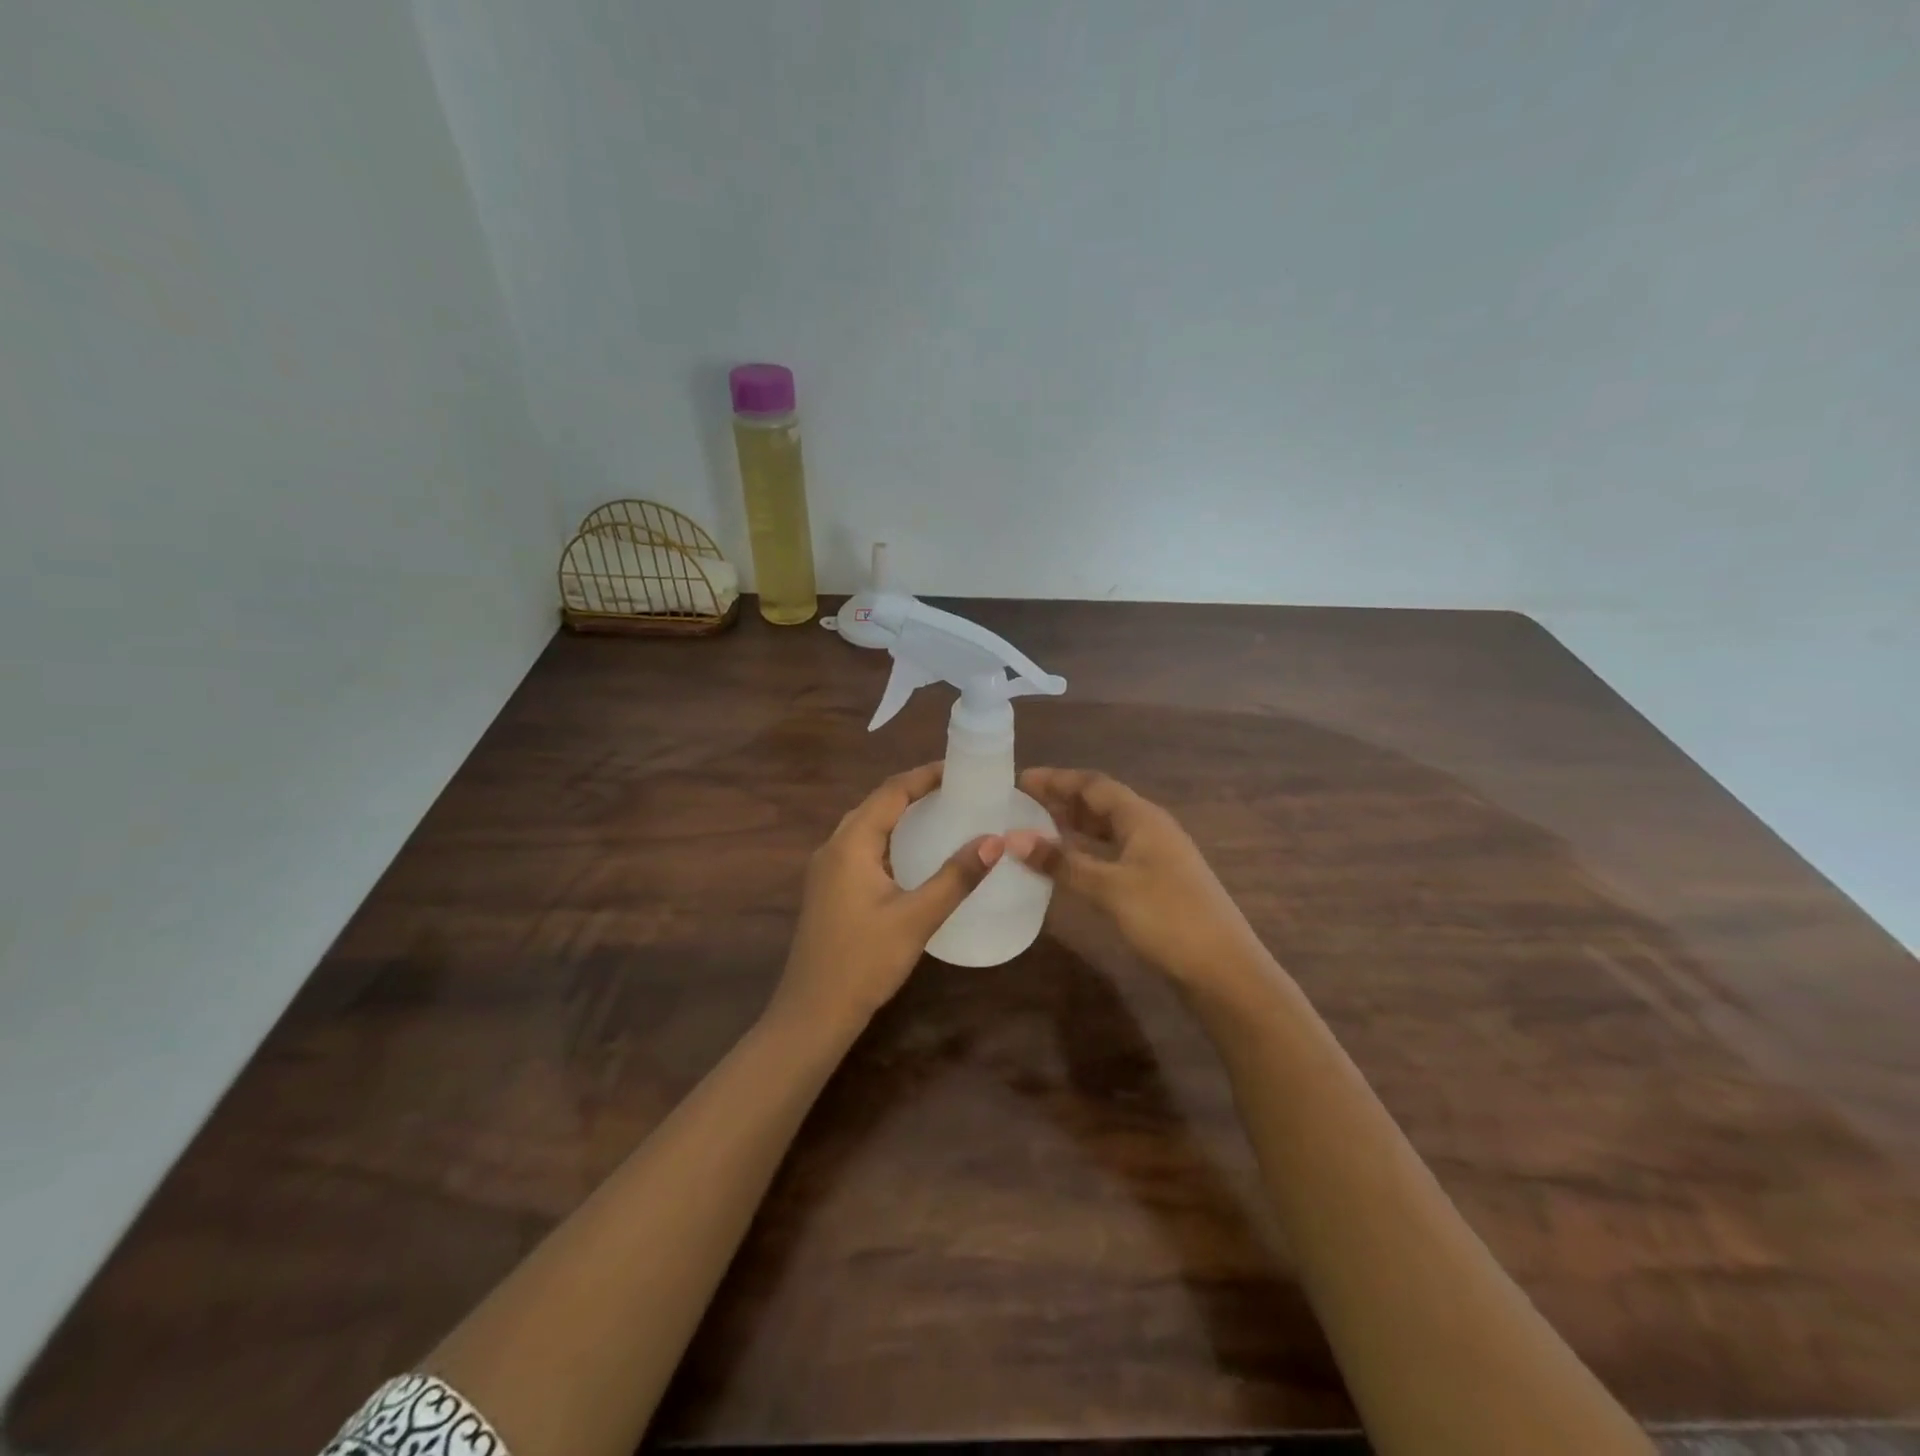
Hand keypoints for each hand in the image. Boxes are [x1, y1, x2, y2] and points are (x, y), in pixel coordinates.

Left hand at [770, 763, 1002, 1033]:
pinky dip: (891, 839)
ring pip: (867, 826)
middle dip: (915, 791)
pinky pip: (862, 848)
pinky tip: (915, 854)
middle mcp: (833, 847)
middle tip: (958, 790)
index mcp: (850, 844)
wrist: (813, 1013)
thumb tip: (994, 840)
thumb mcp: (916, 918)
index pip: (890, 791)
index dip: (925, 776)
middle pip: (876, 804)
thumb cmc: (863, 962)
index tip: (961, 770)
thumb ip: (955, 878)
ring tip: (942, 813)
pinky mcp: (829, 889)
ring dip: (901, 815)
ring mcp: (827, 870)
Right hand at [1008, 768, 1268, 999]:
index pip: (1093, 785)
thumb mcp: (1109, 888)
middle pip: (1100, 803)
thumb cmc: (1167, 918)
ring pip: (1107, 830)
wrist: (1224, 969)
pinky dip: (1087, 852)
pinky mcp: (1156, 883)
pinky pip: (1113, 853)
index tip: (1020, 779)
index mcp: (1142, 818)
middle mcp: (1150, 829)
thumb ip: (1062, 862)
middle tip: (1020, 804)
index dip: (1056, 780)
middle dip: (1062, 800)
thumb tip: (1013, 838)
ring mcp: (1156, 857)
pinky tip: (1069, 865)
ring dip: (1074, 826)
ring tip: (1036, 829)